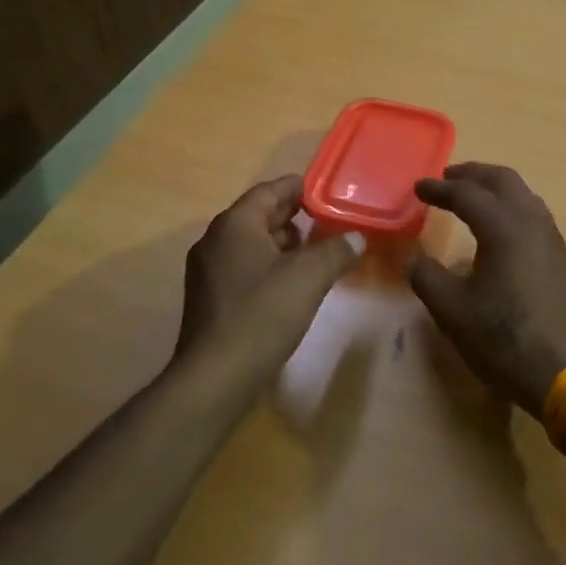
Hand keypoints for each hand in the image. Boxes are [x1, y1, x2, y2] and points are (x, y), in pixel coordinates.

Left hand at [175, 175, 362, 384]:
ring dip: (283, 243)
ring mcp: (208, 270)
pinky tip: (292, 284)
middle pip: (259, 215)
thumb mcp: (308, 278)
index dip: (299, 188)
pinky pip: (244, 266)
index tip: (326, 192)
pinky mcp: (210, 297)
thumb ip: (336, 251)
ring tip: (317, 253)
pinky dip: (269, 265)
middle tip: (328, 222)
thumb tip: (357, 237)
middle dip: (294, 216)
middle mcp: (215, 240)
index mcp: (235, 225)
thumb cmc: (262, 316)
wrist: (216, 376)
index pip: (269, 191)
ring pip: (251, 243)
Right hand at [409, 163, 565, 414]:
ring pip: (524, 196)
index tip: (418, 188)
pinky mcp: (561, 259)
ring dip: (496, 188)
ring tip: (474, 197)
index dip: (439, 189)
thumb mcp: (451, 311)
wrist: (562, 372)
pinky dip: (513, 207)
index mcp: (504, 228)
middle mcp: (532, 224)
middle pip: (504, 181)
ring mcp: (552, 240)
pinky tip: (501, 229)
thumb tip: (418, 260)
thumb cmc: (502, 339)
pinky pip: (535, 215)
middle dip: (473, 174)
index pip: (467, 194)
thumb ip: (427, 277)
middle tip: (448, 178)